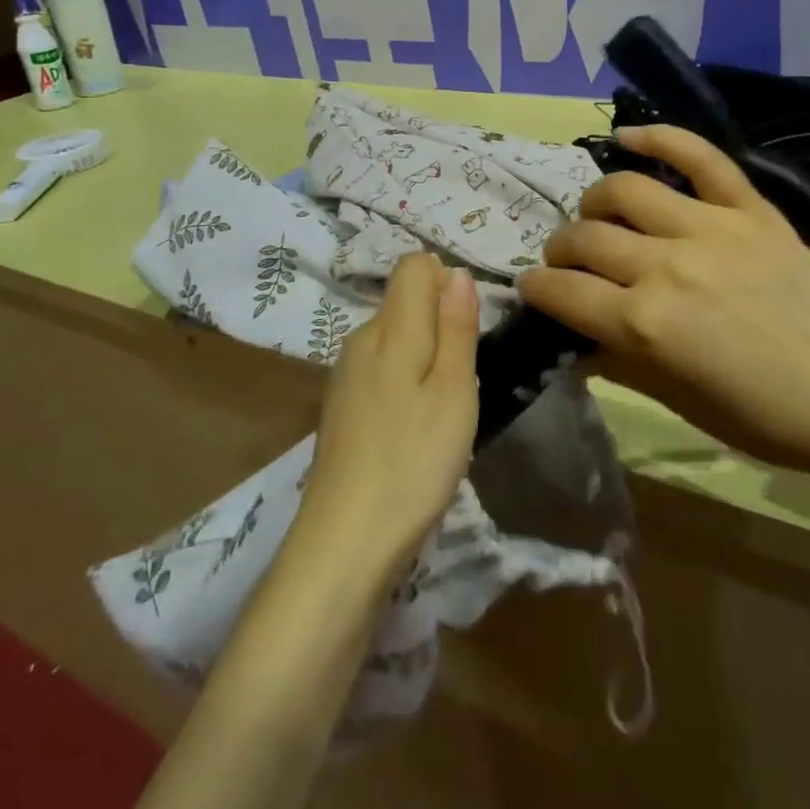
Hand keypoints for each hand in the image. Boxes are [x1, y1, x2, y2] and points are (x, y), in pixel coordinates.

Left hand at [299, 254, 480, 581]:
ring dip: (426, 358)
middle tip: (464, 378)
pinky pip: (382, 369)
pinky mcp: (341, 406)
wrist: (345, 542)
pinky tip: (414, 429)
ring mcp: (345, 375)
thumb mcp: (453, 391)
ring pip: (396, 338)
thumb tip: (456, 272)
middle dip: (441, 324)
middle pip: (405, 302)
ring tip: (443, 409)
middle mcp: (360, 339)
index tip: (468, 328)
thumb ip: (456, 327)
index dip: (447, 282)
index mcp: (389, 328)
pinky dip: (405, 383)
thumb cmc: (414, 460)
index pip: (414, 266)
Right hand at [521, 125, 809, 473]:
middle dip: (560, 250)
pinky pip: (701, 156)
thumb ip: (616, 361)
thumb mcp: (674, 400)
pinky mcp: (750, 209)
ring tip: (598, 216)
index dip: (536, 289)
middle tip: (566, 261)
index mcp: (645, 324)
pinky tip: (630, 136)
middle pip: (585, 238)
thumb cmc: (759, 415)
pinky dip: (661, 136)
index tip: (533, 288)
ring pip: (625, 190)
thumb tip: (573, 339)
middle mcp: (667, 266)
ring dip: (595, 203)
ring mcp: (711, 228)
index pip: (562, 292)